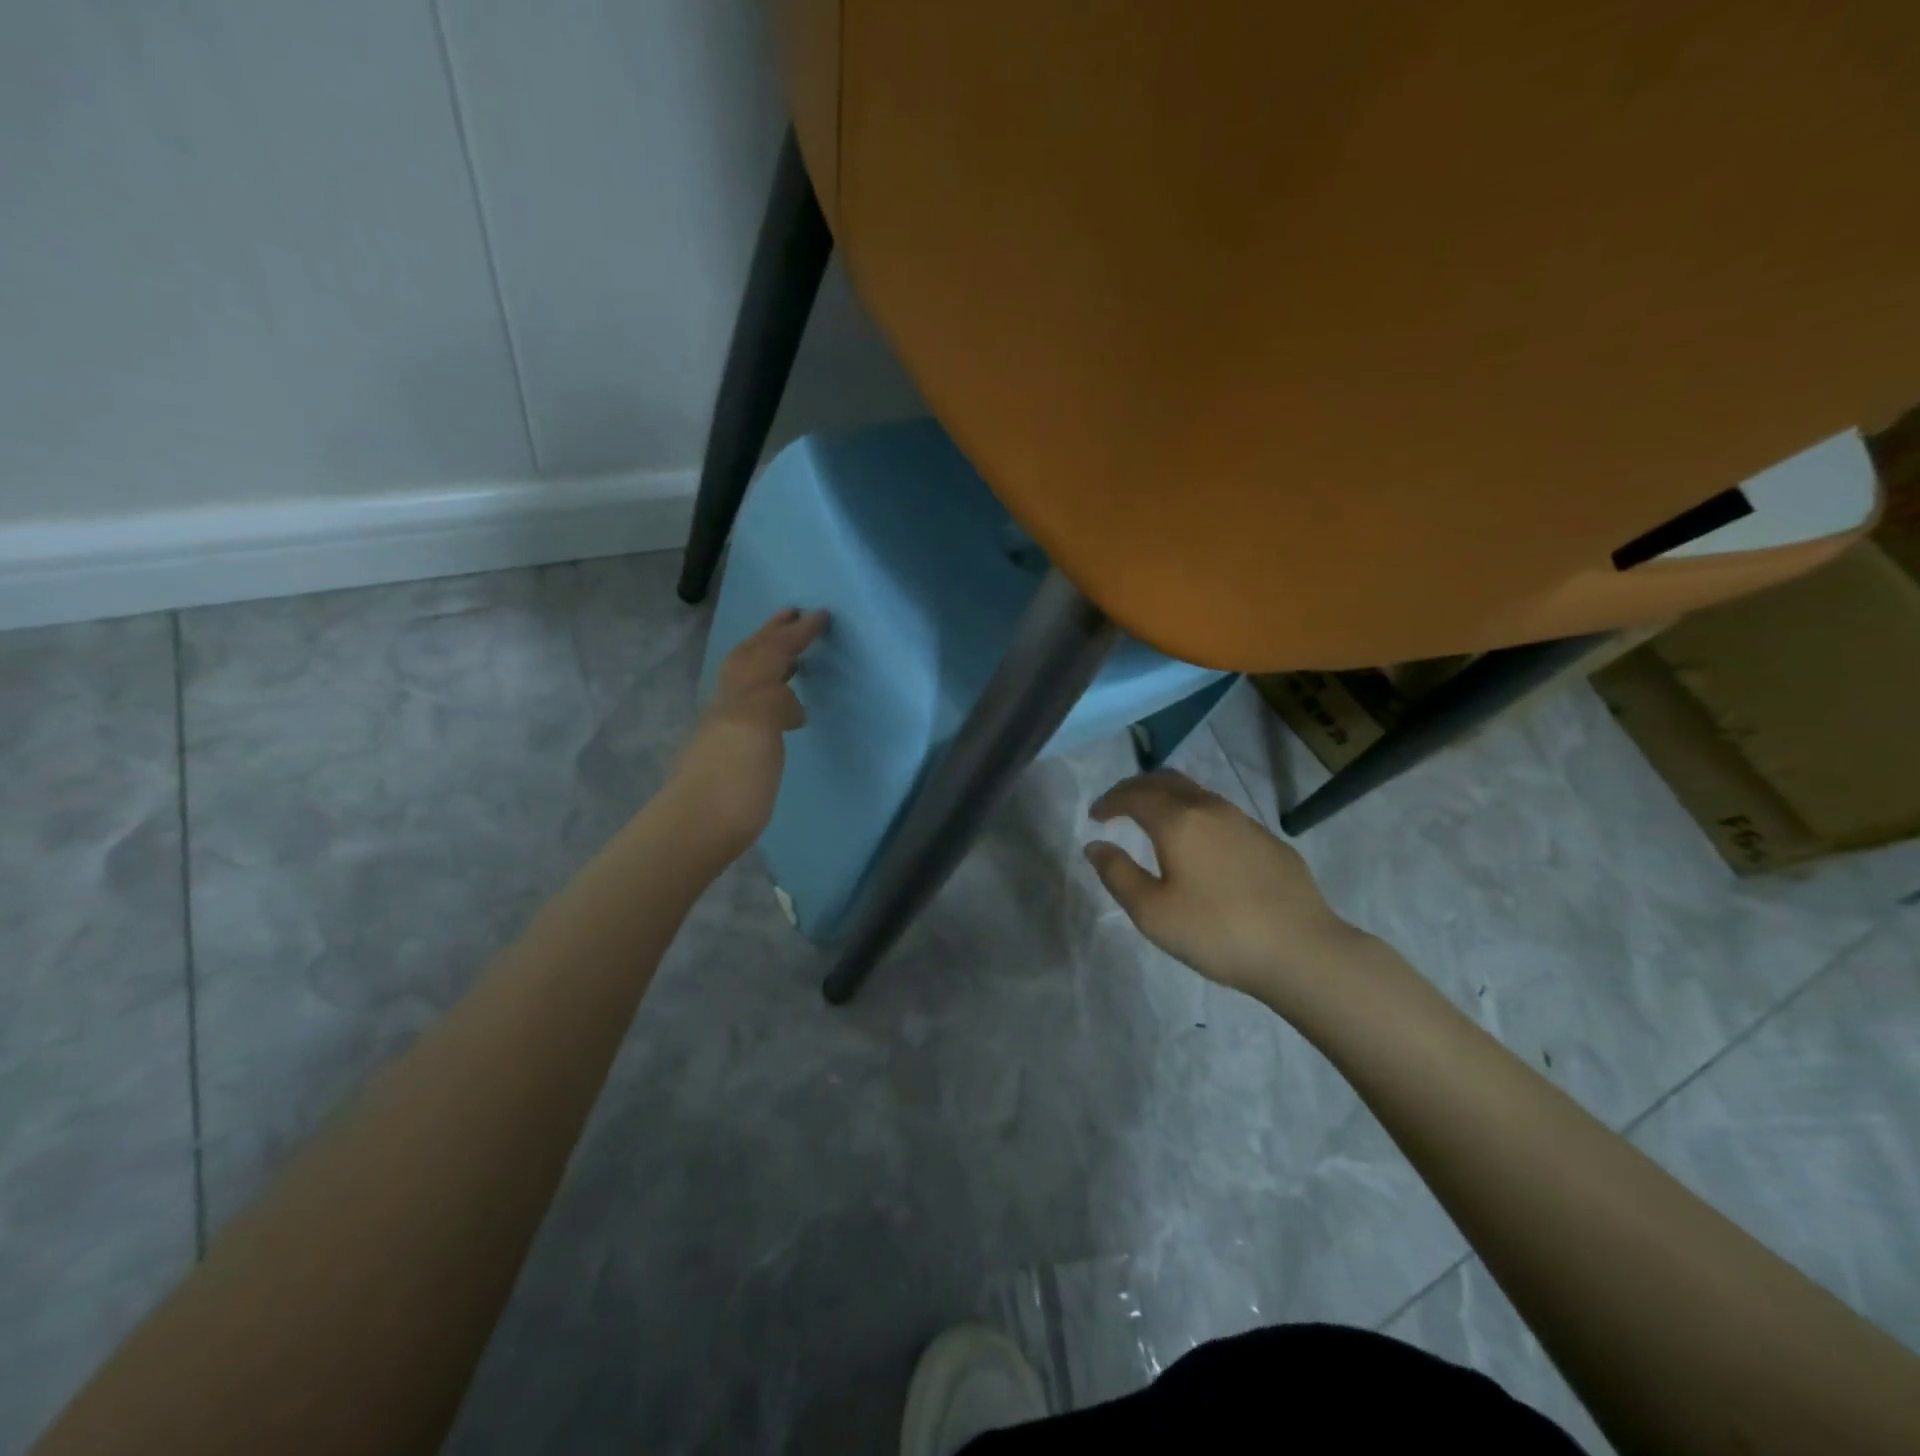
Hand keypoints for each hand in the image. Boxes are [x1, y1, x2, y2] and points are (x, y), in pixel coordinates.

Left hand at [671, 608, 828, 858]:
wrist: (694, 832)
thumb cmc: (733, 785)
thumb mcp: (756, 733)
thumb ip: (773, 704)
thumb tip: (791, 704)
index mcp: (743, 697)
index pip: (770, 654)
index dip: (795, 634)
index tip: (822, 615)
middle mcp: (730, 706)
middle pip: (750, 659)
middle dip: (773, 635)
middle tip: (794, 616)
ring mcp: (724, 730)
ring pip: (743, 681)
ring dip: (765, 658)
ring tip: (787, 654)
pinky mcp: (726, 754)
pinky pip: (746, 707)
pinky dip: (763, 692)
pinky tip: (774, 707)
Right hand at [1085, 770, 1364, 1005]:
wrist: (1302, 950)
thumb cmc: (1217, 932)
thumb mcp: (1152, 913)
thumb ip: (1118, 874)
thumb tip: (1096, 846)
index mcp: (1178, 821)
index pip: (1134, 794)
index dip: (1110, 801)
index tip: (1095, 816)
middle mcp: (1210, 809)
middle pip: (1166, 780)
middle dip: (1136, 788)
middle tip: (1119, 806)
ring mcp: (1245, 821)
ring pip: (1197, 793)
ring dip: (1168, 798)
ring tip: (1154, 821)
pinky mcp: (1268, 840)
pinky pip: (1221, 813)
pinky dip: (1196, 815)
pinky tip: (1199, 845)